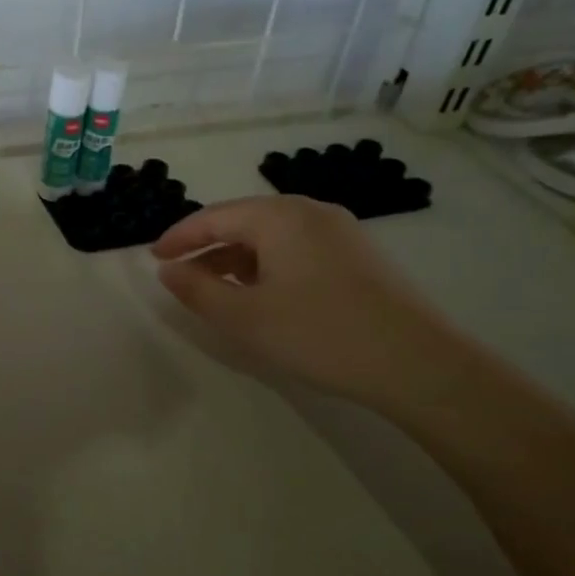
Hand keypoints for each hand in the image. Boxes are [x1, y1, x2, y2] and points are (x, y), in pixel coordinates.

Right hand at [151, 194, 469, 411]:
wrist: (420, 364)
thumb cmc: (320, 334)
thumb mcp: (244, 317)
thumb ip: (197, 290)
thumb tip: (167, 270)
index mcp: (278, 216)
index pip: (213, 217)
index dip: (178, 237)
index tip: (153, 258)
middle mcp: (310, 211)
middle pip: (243, 220)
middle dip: (208, 247)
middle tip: (181, 274)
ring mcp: (341, 231)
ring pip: (271, 235)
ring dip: (237, 258)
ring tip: (218, 288)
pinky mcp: (360, 255)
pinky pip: (297, 247)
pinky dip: (269, 264)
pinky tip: (266, 294)